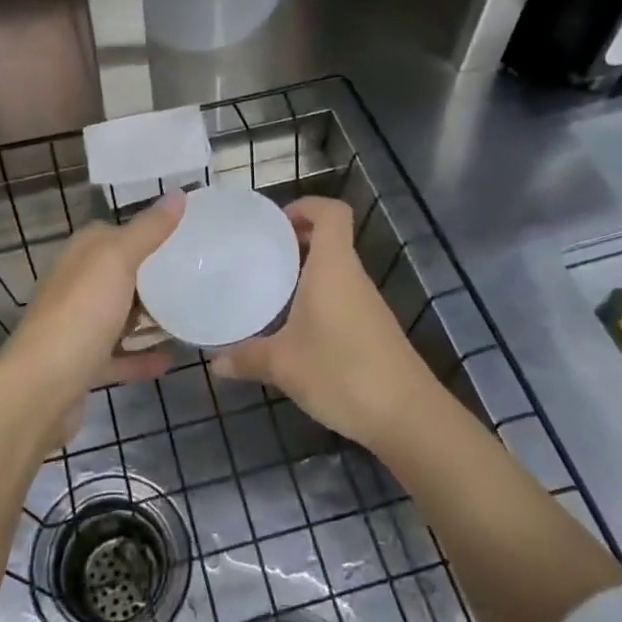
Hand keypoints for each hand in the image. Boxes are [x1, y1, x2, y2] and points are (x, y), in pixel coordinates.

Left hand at [0, 193, 183, 442]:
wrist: (40, 390)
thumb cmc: (80, 314)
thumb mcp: (117, 261)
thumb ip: (148, 229)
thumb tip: (178, 193)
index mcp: (80, 255)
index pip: (114, 232)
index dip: (147, 230)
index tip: (186, 235)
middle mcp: (75, 286)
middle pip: (119, 274)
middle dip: (153, 275)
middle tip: (198, 275)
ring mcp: (77, 327)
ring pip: (119, 315)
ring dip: (149, 317)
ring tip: (191, 314)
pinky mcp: (83, 365)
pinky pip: (119, 356)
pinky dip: (142, 357)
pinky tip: (171, 359)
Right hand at [211, 195, 435, 449]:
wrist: (407, 416)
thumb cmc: (341, 372)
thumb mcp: (283, 365)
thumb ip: (246, 357)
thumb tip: (214, 362)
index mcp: (333, 267)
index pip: (332, 212)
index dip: (307, 206)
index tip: (275, 223)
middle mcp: (353, 276)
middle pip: (330, 239)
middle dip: (296, 240)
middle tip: (259, 256)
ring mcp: (367, 304)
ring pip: (335, 271)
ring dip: (305, 272)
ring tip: (269, 289)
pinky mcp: (372, 329)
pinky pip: (340, 297)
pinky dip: (317, 299)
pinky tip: (294, 327)